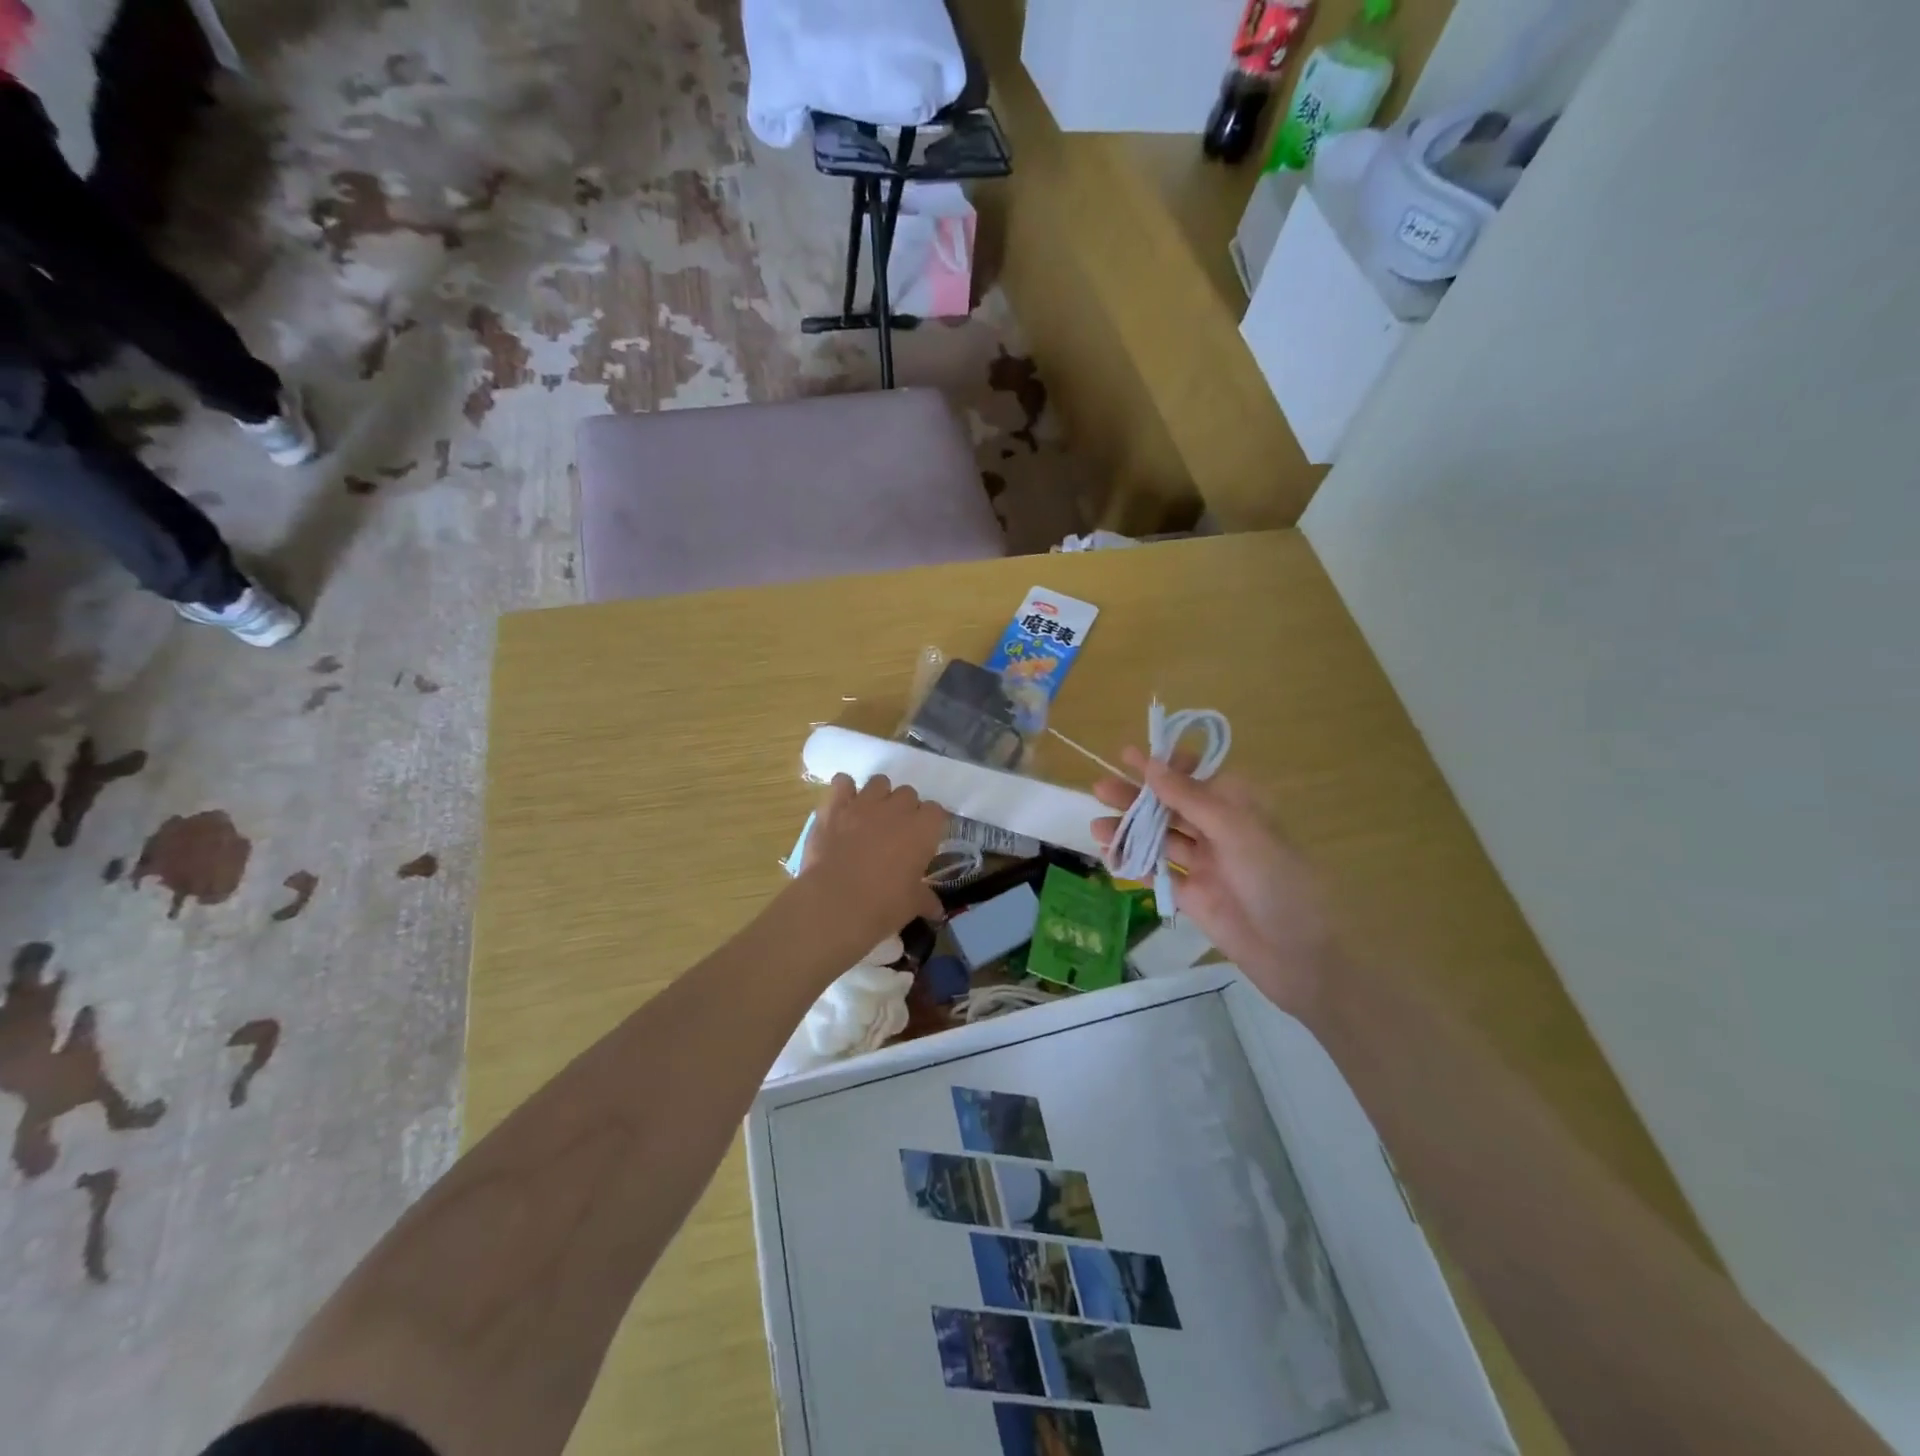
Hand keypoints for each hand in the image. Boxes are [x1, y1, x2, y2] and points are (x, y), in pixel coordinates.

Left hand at [797, 774, 948, 952]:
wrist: (835, 903)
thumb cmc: (883, 905)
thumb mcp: (912, 905)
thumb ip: (926, 900)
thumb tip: (937, 910)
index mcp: (923, 829)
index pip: (936, 811)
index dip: (930, 825)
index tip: (923, 841)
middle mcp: (897, 809)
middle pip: (908, 794)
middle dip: (904, 809)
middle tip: (896, 833)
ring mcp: (864, 803)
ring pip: (879, 782)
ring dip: (878, 796)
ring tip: (871, 818)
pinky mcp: (834, 807)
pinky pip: (842, 782)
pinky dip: (844, 791)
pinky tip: (843, 808)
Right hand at [1093, 750, 1340, 1019]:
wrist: (1298, 955)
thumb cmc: (1276, 881)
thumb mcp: (1235, 830)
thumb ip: (1190, 798)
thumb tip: (1151, 764)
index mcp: (1238, 807)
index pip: (1196, 775)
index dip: (1164, 765)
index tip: (1129, 755)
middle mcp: (1219, 830)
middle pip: (1170, 806)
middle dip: (1136, 796)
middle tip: (1100, 787)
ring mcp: (1204, 864)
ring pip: (1159, 839)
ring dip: (1129, 830)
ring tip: (1095, 826)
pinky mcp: (1192, 895)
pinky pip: (1157, 873)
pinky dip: (1133, 864)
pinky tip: (1109, 857)